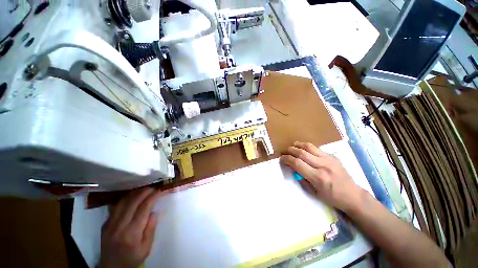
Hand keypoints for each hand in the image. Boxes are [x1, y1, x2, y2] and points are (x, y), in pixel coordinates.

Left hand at [100, 187, 163, 267]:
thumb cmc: (132, 259)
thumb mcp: (146, 248)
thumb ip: (151, 229)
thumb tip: (154, 211)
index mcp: (132, 233)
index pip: (144, 208)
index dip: (153, 197)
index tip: (160, 190)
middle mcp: (119, 226)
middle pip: (132, 202)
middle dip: (144, 192)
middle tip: (153, 187)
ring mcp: (110, 225)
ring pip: (122, 202)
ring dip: (134, 193)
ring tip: (144, 190)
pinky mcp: (105, 225)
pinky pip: (115, 207)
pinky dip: (125, 199)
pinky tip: (132, 197)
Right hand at [281, 142, 362, 212]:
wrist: (353, 195)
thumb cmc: (331, 198)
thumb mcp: (313, 192)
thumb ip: (301, 179)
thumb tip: (292, 167)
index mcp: (318, 177)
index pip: (297, 163)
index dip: (287, 159)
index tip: (282, 158)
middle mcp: (323, 165)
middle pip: (302, 153)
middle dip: (290, 150)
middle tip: (284, 151)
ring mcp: (329, 159)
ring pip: (309, 147)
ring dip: (298, 145)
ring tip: (292, 146)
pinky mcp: (333, 156)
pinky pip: (317, 148)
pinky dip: (307, 147)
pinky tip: (303, 149)